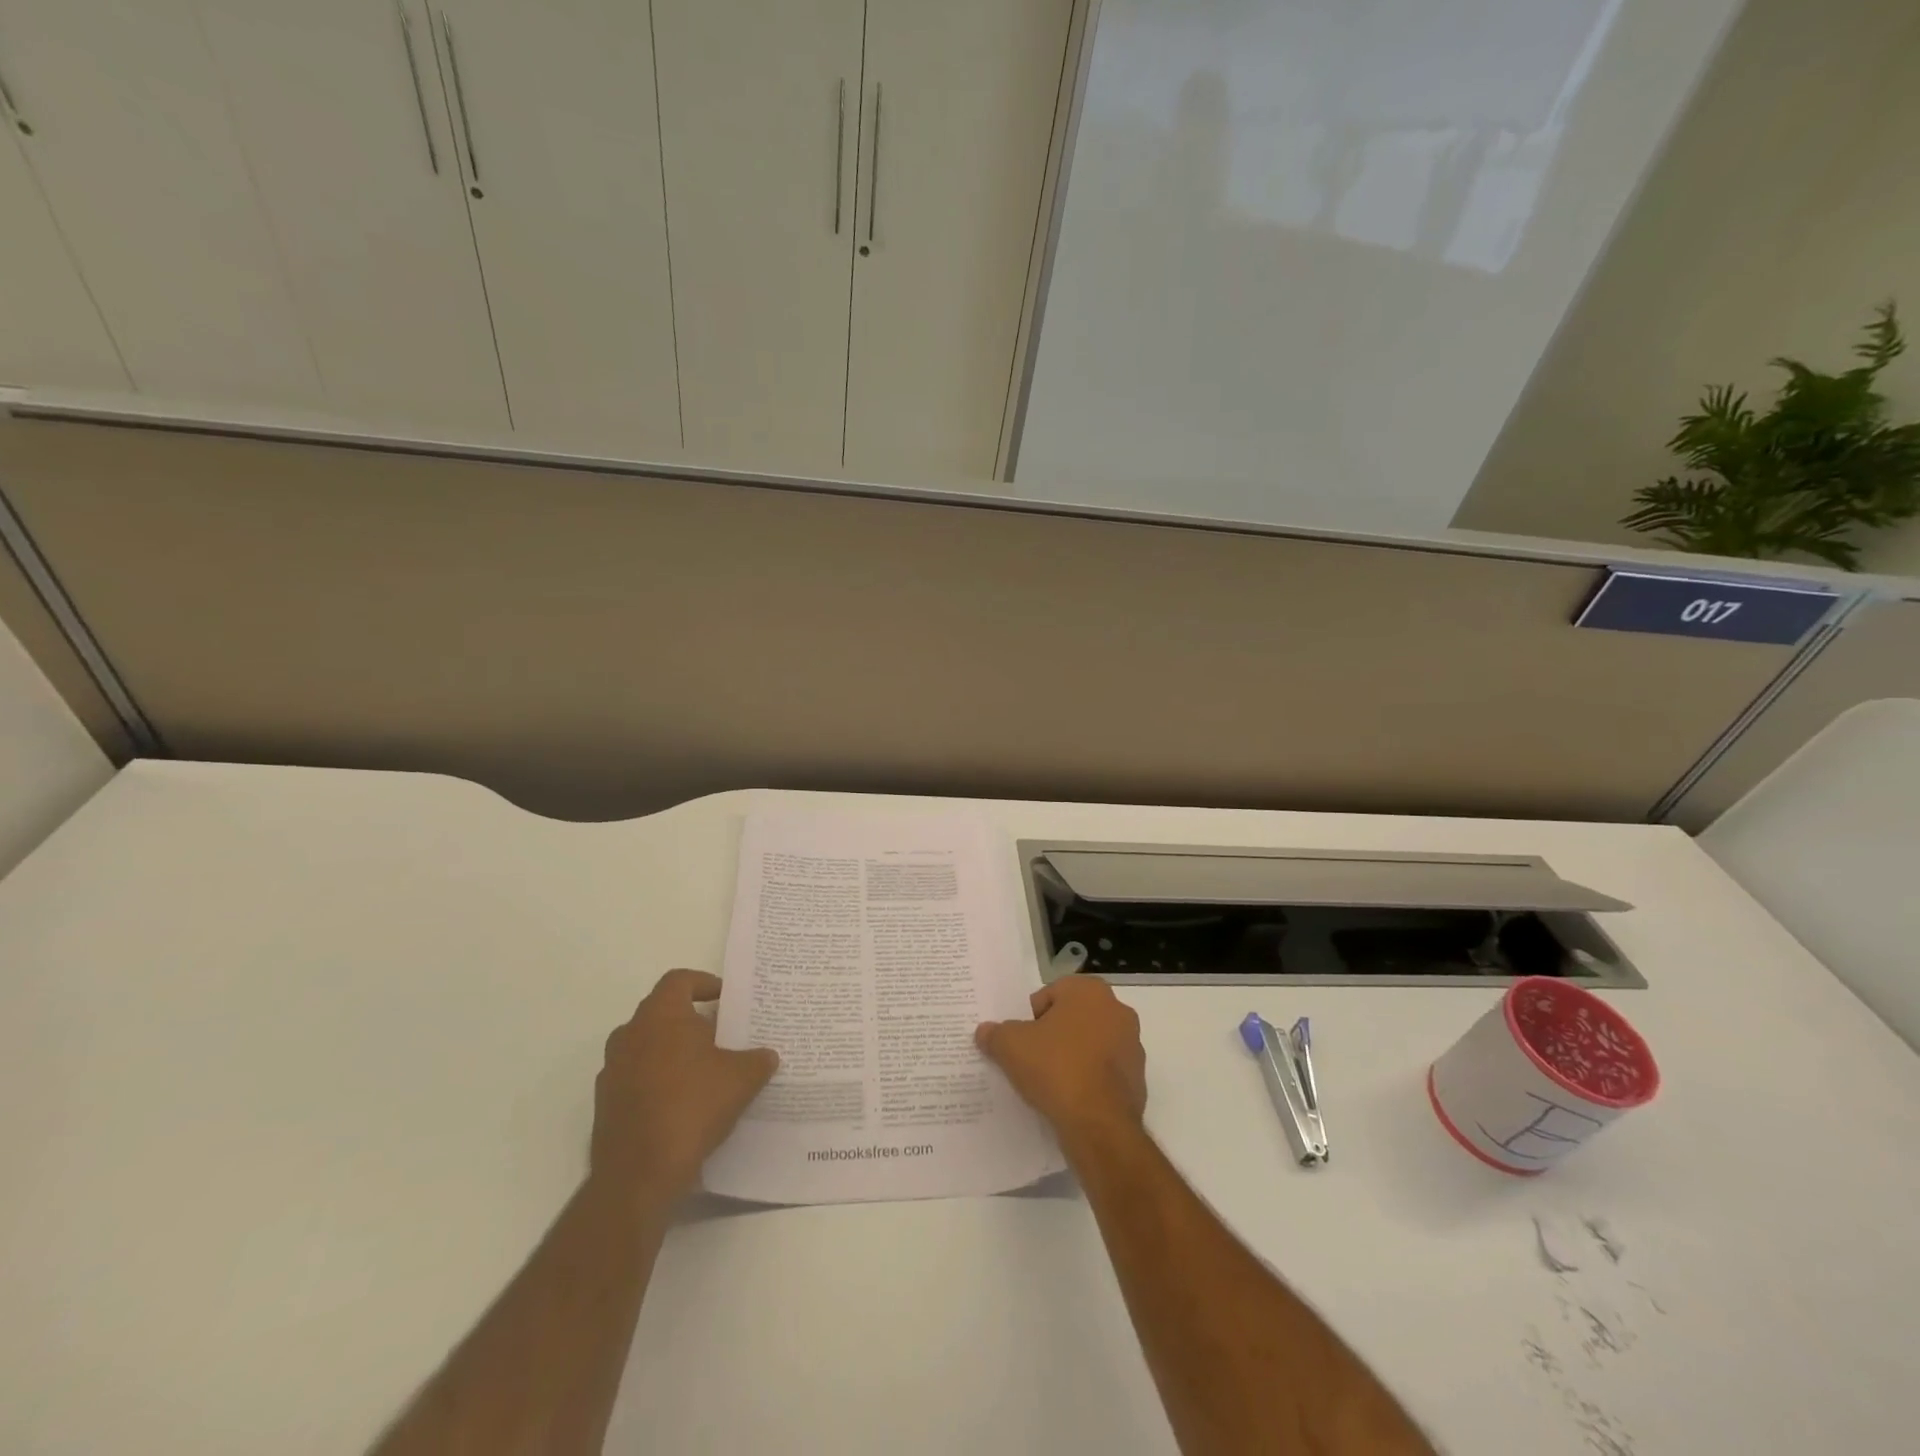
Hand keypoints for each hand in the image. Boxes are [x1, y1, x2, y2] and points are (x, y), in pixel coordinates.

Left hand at [590, 969, 778, 1206]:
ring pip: (647, 1046)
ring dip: (673, 1052)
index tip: (725, 998)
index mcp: (660, 1016)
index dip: (704, 983)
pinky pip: (637, 1078)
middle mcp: (630, 1034)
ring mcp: (612, 1070)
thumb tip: (767, 1056)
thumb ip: (757, 1060)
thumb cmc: (691, 1107)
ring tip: (705, 1071)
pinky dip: (658, 1081)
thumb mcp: (741, 1079)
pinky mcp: (606, 1104)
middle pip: (662, 1013)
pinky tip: (683, 1104)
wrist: (639, 1174)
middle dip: (691, 1021)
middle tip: (721, 1035)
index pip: (679, 980)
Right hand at [976, 976, 1146, 1146]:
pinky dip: (1089, 1079)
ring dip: (1073, 1057)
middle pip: (1072, 1017)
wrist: (1098, 1124)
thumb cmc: (1055, 1068)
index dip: (1031, 1018)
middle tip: (1032, 1060)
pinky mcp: (1138, 1078)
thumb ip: (995, 1034)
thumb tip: (984, 1032)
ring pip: (1090, 1044)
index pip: (1050, 995)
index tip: (1022, 1042)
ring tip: (1050, 1083)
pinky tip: (1071, 1099)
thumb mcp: (1010, 1046)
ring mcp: (1132, 1045)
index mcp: (1089, 991)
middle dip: (1054, 1035)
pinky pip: (1104, 1071)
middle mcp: (1117, 1010)